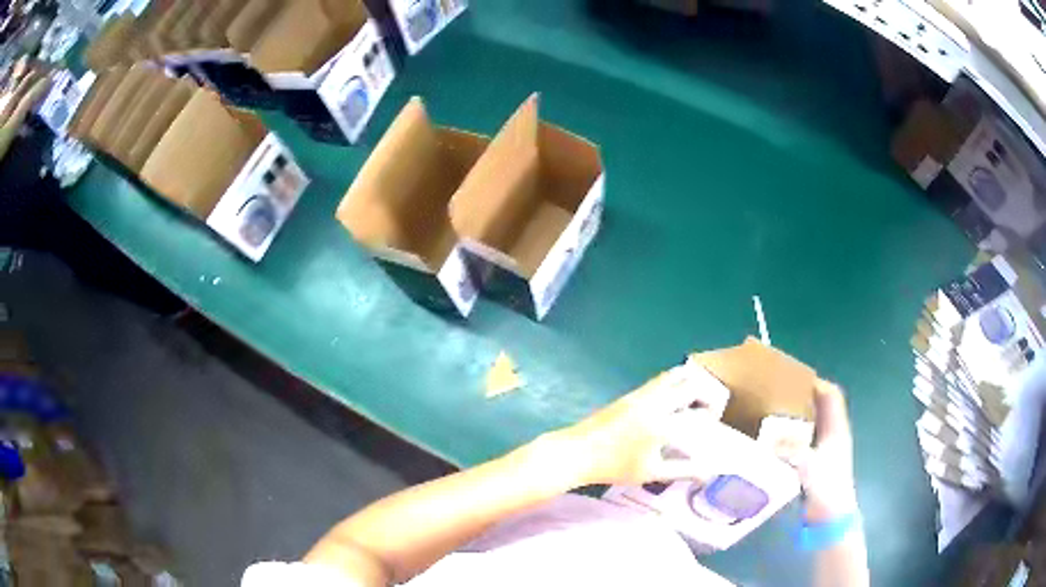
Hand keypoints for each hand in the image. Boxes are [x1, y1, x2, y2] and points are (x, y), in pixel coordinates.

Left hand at [554, 366, 727, 486]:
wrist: (578, 452)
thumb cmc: (615, 467)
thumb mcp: (652, 473)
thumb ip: (683, 470)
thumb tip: (708, 472)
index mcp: (662, 424)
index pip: (697, 414)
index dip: (711, 418)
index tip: (713, 427)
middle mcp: (655, 403)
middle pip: (691, 385)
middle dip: (707, 395)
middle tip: (708, 411)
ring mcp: (641, 394)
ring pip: (674, 376)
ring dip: (690, 384)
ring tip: (694, 402)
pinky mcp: (631, 393)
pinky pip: (660, 380)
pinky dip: (675, 383)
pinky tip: (674, 400)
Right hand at [781, 380, 858, 522]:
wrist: (830, 516)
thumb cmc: (826, 486)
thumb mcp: (808, 465)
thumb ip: (791, 450)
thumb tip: (771, 438)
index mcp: (836, 428)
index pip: (831, 395)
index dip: (816, 383)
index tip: (793, 379)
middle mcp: (833, 434)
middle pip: (821, 407)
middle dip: (803, 398)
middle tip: (778, 396)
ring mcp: (826, 449)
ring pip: (813, 424)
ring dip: (797, 417)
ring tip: (773, 416)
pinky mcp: (817, 463)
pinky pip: (805, 441)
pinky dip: (793, 436)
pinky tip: (777, 442)